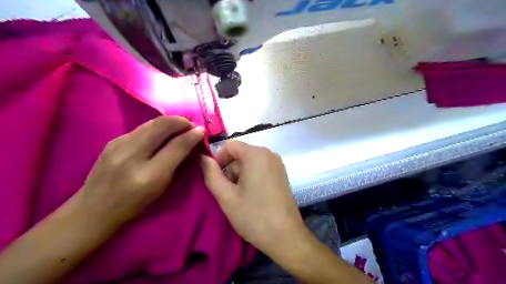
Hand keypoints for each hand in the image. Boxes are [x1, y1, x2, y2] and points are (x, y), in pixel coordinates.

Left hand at [78, 115, 202, 223]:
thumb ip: (177, 163)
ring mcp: (119, 145)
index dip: (192, 135)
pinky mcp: (112, 141)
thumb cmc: (134, 204)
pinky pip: (141, 128)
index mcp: (149, 174)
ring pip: (151, 123)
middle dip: (181, 121)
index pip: (177, 146)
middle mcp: (132, 155)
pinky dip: (156, 127)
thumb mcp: (161, 187)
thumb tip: (191, 141)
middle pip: (162, 125)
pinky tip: (160, 134)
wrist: (94, 209)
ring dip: (169, 122)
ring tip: (179, 127)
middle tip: (191, 125)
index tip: (202, 130)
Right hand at [200, 141, 305, 259]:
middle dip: (230, 170)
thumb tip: (202, 158)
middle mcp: (269, 153)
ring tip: (240, 197)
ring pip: (250, 162)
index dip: (218, 159)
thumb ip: (211, 174)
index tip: (216, 179)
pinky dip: (251, 177)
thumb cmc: (253, 215)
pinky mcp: (281, 173)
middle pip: (240, 154)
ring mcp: (277, 163)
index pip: (230, 145)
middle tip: (228, 193)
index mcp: (256, 154)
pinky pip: (260, 168)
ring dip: (240, 176)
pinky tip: (252, 196)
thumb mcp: (226, 196)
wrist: (285, 236)